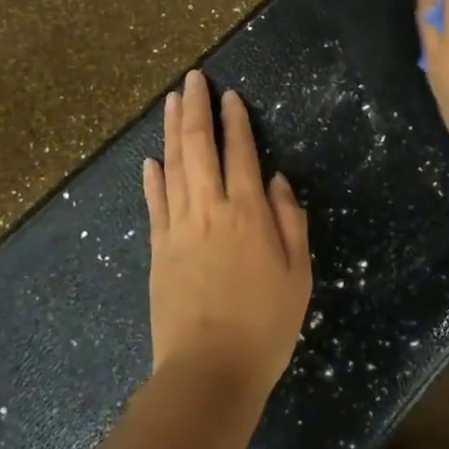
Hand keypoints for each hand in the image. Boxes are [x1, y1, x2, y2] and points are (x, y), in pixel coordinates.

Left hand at [143, 69, 312, 398]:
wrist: (210, 369)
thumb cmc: (265, 324)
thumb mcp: (298, 275)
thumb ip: (290, 221)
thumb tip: (276, 180)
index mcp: (248, 214)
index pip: (240, 153)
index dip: (235, 121)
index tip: (229, 96)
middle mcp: (210, 210)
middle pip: (200, 147)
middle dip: (196, 109)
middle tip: (193, 79)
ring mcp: (178, 227)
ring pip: (173, 166)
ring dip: (172, 130)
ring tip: (172, 101)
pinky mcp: (157, 248)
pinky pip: (154, 203)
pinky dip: (152, 177)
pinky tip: (151, 160)